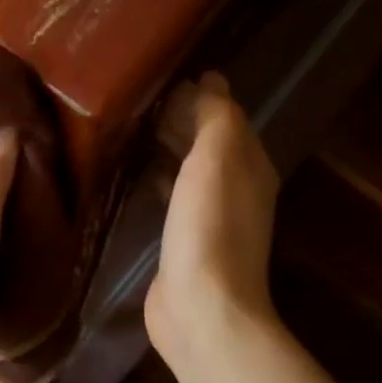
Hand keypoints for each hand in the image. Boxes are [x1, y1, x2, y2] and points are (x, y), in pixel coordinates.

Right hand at [145, 73, 281, 374]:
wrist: (203, 307)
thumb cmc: (210, 227)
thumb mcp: (217, 160)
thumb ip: (216, 118)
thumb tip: (212, 80)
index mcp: (249, 165)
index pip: (227, 118)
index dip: (201, 96)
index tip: (165, 75)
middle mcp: (236, 188)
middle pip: (208, 143)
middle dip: (182, 119)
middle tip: (140, 98)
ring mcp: (209, 218)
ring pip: (189, 168)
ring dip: (168, 147)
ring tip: (132, 127)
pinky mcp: (184, 241)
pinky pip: (171, 195)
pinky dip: (159, 177)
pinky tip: (135, 174)